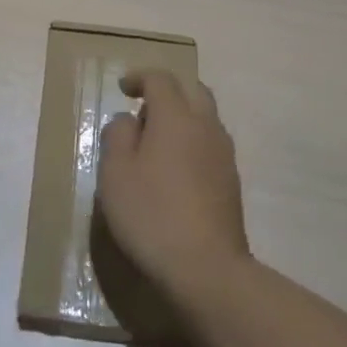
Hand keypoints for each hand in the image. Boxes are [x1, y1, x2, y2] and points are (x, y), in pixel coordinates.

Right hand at [97, 70, 248, 300]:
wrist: (207, 269)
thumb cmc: (151, 213)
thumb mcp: (115, 172)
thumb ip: (118, 135)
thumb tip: (129, 120)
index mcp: (176, 117)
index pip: (161, 79)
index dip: (140, 77)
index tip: (123, 88)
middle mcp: (205, 126)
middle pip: (192, 90)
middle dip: (168, 91)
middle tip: (144, 108)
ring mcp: (224, 155)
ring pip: (205, 118)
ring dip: (182, 117)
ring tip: (156, 141)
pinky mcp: (231, 182)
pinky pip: (210, 144)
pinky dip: (192, 142)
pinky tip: (175, 169)